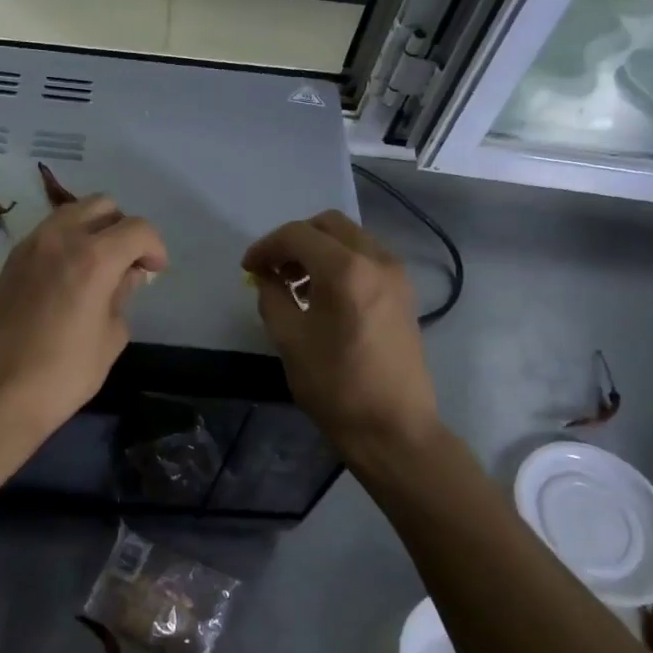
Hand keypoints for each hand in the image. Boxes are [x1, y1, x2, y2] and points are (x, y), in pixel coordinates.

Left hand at [0, 197, 168, 448]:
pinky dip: (66, 241)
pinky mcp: (10, 261)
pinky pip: (47, 233)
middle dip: (123, 228)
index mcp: (93, 256)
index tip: (155, 271)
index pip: (137, 229)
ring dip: (92, 229)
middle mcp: (60, 238)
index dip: (155, 247)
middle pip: (102, 205)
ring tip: (98, 267)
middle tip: (128, 263)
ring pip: (71, 213)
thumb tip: (126, 276)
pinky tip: (69, 276)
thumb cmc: (62, 374)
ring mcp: (29, 245)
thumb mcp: (109, 338)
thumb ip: (122, 297)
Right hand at [242, 211, 443, 464]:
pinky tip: (322, 294)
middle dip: (294, 240)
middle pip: (328, 224)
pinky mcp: (404, 292)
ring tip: (294, 283)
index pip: (297, 235)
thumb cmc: (335, 386)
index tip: (248, 268)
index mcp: (345, 270)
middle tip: (272, 269)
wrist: (394, 428)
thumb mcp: (289, 339)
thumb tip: (267, 276)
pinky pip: (366, 258)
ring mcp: (396, 275)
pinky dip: (340, 262)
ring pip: (350, 238)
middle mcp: (377, 260)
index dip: (266, 247)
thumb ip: (272, 296)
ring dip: (318, 249)